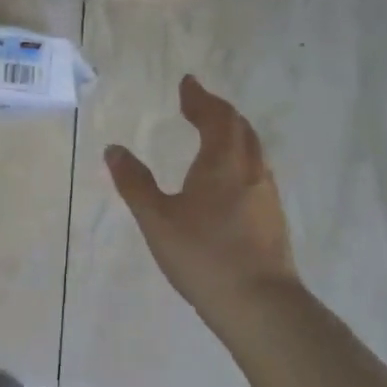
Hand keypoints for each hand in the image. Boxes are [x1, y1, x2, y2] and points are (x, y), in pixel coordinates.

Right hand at [105, 75, 297, 317]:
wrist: (259, 303)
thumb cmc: (203, 255)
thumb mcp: (157, 220)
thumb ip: (135, 183)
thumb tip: (115, 150)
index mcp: (222, 163)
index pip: (215, 117)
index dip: (200, 98)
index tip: (188, 83)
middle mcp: (250, 170)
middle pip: (239, 128)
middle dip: (218, 111)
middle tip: (198, 104)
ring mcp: (265, 194)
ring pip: (251, 150)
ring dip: (231, 133)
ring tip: (212, 133)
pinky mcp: (271, 217)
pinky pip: (254, 170)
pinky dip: (238, 157)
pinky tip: (227, 178)